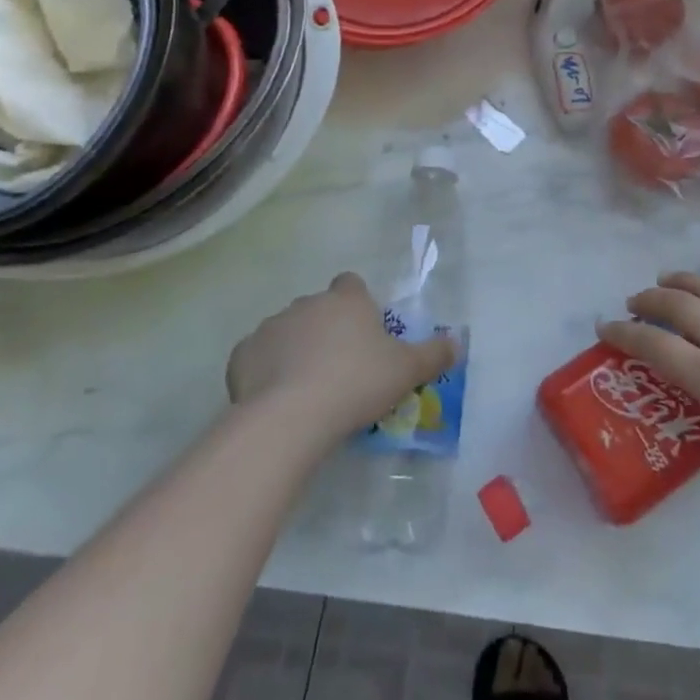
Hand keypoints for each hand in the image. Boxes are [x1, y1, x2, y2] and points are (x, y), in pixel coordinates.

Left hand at [227, 272, 455, 441]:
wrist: (291, 415)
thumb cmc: (356, 383)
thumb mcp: (407, 371)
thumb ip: (434, 354)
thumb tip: (457, 342)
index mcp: (346, 299)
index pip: (352, 284)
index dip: (358, 305)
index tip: (365, 333)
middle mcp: (307, 303)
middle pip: (319, 309)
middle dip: (327, 330)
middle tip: (341, 369)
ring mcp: (271, 326)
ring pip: (287, 332)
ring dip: (296, 350)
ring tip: (308, 389)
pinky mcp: (242, 354)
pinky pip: (258, 357)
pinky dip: (266, 371)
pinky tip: (277, 398)